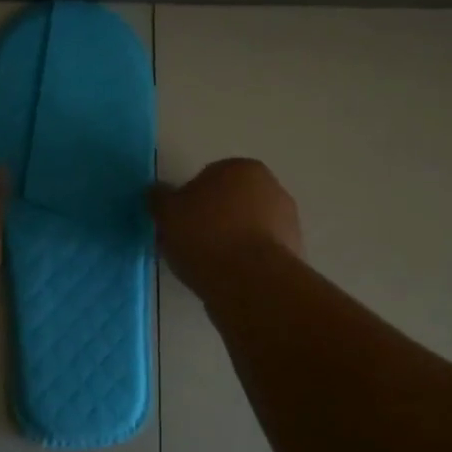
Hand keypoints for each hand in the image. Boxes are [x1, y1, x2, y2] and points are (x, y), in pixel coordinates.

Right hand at [151, 159, 302, 290]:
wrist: (250, 282)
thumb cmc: (206, 236)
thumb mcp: (168, 213)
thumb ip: (160, 198)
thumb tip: (158, 192)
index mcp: (242, 168)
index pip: (207, 178)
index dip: (187, 202)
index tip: (176, 224)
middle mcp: (271, 188)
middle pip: (229, 203)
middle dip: (210, 220)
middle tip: (186, 245)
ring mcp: (287, 222)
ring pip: (244, 229)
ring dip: (227, 243)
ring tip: (203, 267)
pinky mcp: (293, 254)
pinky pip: (257, 254)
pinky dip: (242, 263)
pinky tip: (225, 279)